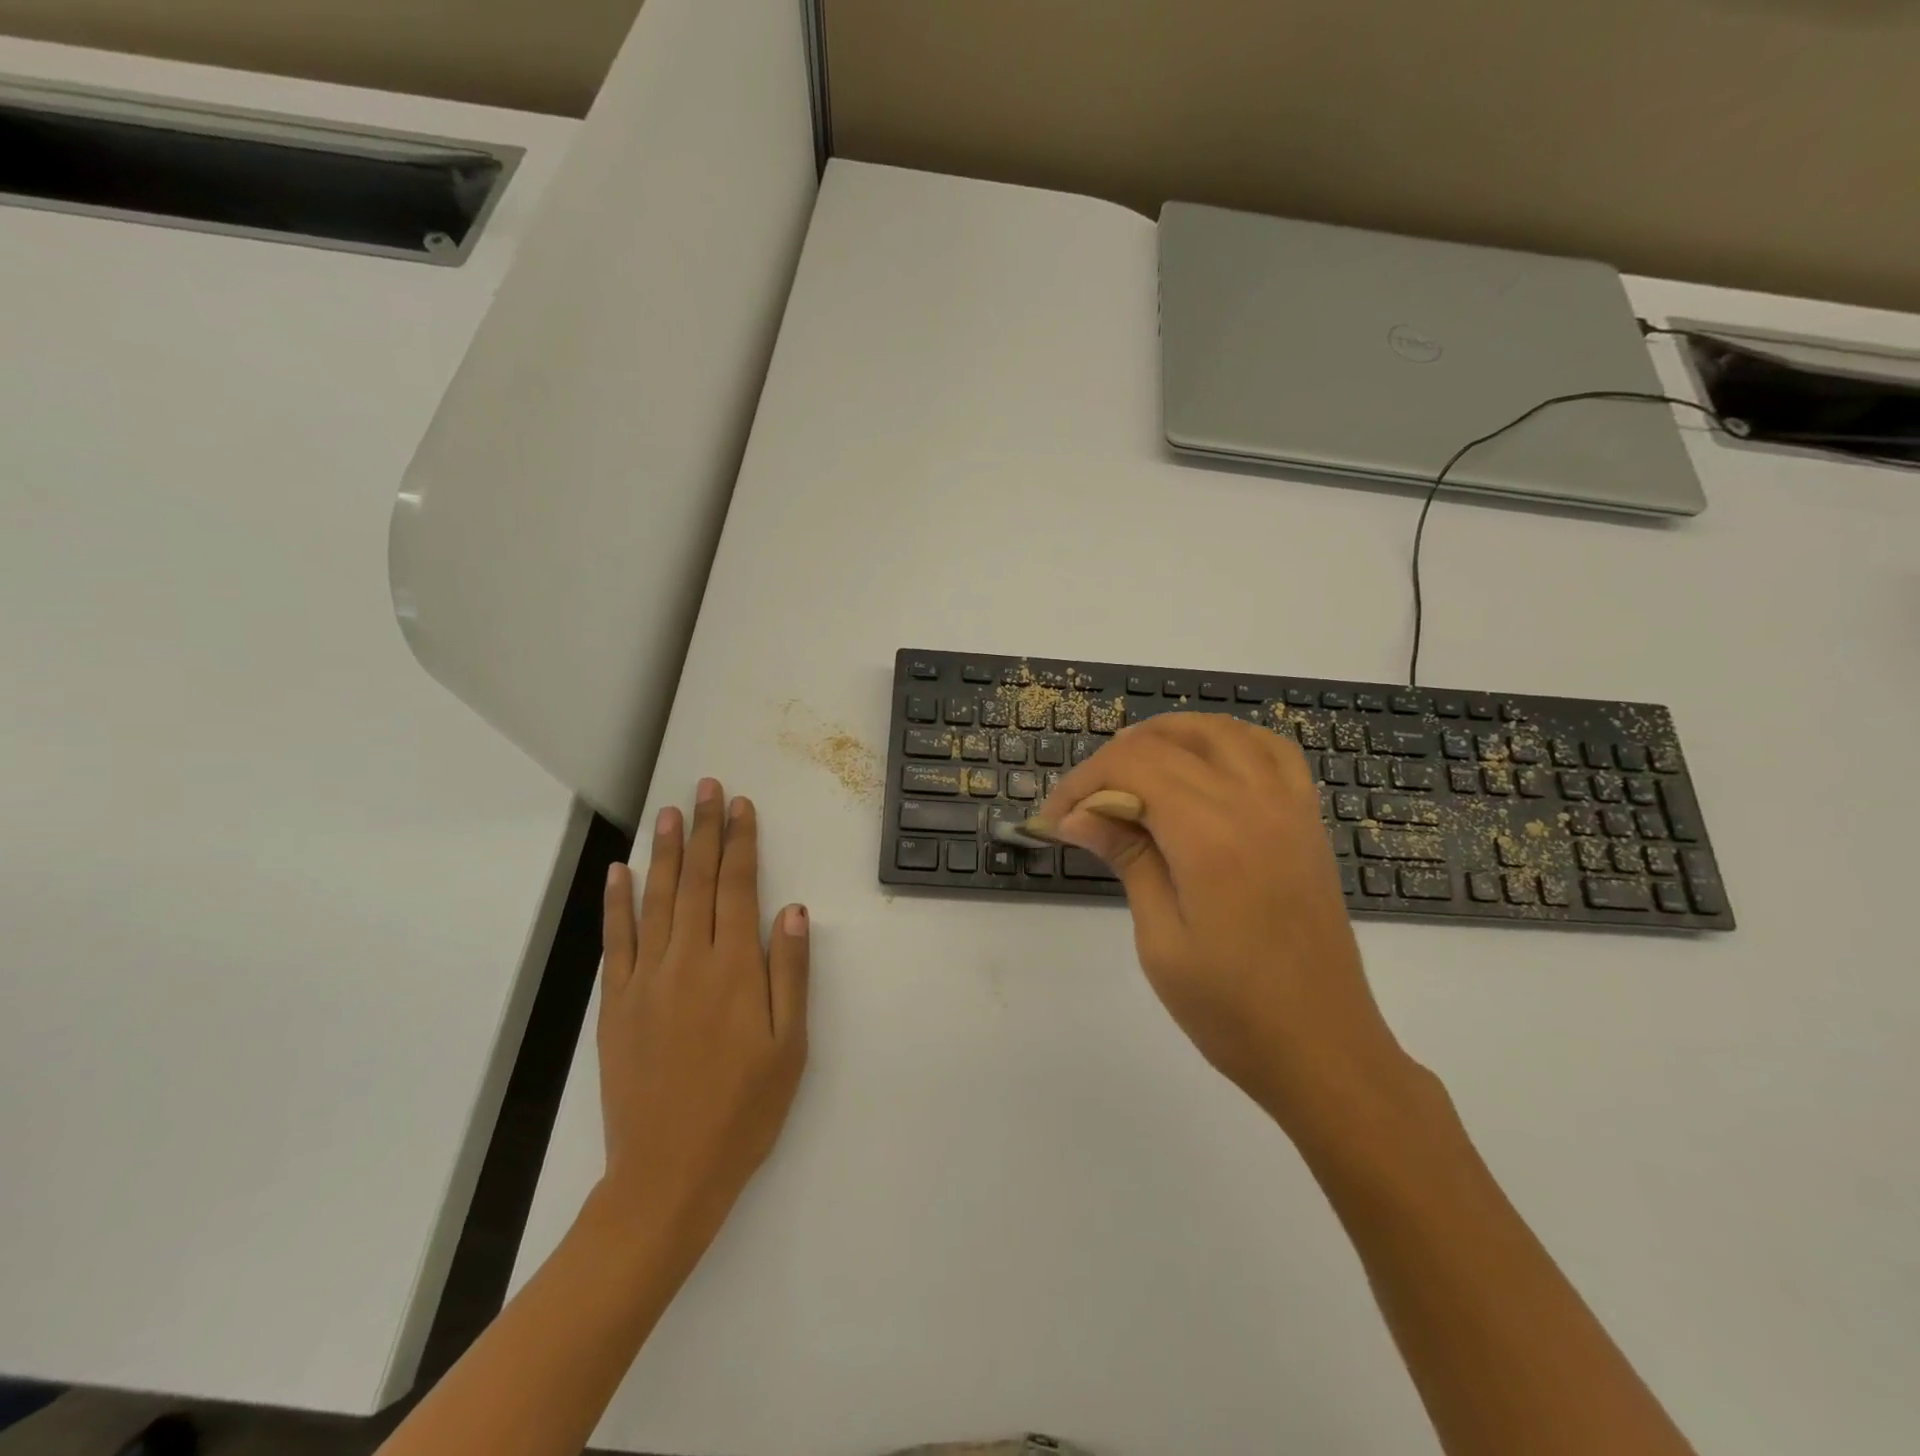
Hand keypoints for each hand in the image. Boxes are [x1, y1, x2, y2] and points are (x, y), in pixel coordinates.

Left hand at [596, 779, 809, 1255]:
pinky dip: (617, 902)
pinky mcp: (616, 1004)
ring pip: (657, 899)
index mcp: (734, 969)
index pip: (737, 886)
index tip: (740, 805)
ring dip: (664, 851)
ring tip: (670, 811)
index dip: (740, 842)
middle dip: (704, 829)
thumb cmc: (744, 1110)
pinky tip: (619, 871)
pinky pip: (616, 940)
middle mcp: (687, 961)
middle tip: (706, 788)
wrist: (668, 1174)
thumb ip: (792, 974)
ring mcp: (646, 980)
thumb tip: (793, 910)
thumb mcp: (789, 1047)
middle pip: (697, 881)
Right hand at [1040, 714, 1413, 1134]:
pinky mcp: (1307, 821)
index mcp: (1210, 835)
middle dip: (1113, 761)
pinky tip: (1205, 766)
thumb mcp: (1160, 938)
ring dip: (1168, 737)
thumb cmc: (1231, 1009)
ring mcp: (1289, 807)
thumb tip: (1076, 815)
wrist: (1322, 1048)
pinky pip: (1270, 750)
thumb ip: (1127, 859)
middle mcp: (1253, 803)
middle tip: (1084, 804)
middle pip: (1169, 741)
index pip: (1133, 766)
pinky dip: (1228, 741)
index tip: (1054, 819)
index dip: (1083, 782)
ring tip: (1133, 772)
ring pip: (1221, 731)